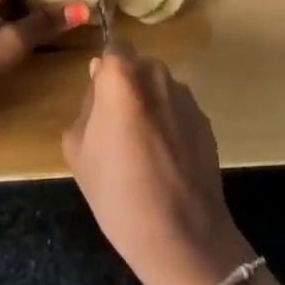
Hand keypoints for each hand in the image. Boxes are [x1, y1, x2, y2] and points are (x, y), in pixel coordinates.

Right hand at [62, 45, 253, 284]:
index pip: (113, 47)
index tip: (99, 95)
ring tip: (143, 148)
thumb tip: (98, 85)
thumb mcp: (78, 150)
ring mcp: (187, 98)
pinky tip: (165, 161)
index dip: (105, 69)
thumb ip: (86, 107)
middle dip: (126, 86)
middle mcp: (157, 76)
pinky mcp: (206, 121)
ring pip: (159, 88)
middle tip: (115, 126)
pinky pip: (178, 110)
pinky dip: (170, 124)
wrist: (183, 237)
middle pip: (137, 67)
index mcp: (121, 78)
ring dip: (150, 104)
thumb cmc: (118, 193)